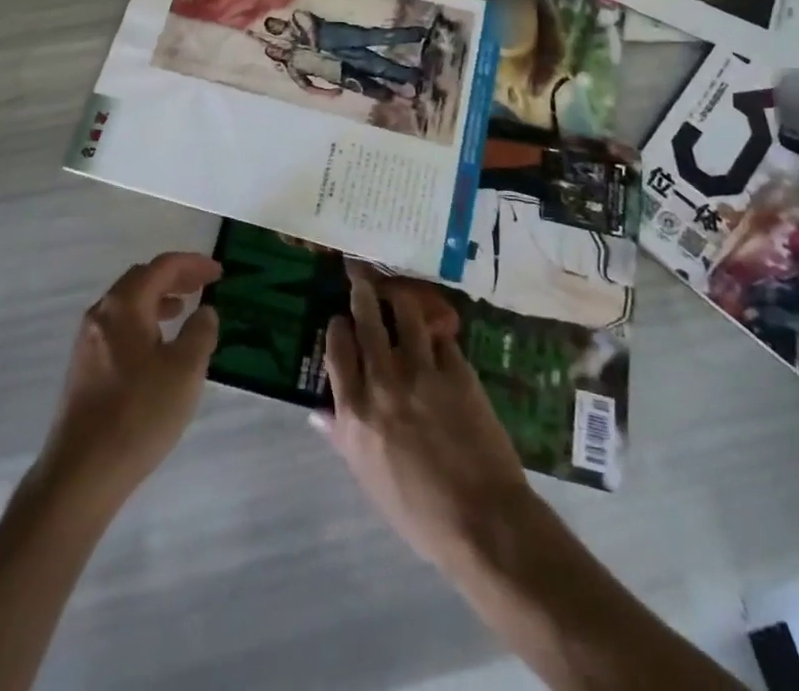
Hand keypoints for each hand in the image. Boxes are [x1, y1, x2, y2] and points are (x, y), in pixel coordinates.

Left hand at [37, 252, 221, 510]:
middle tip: (202, 285)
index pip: (162, 267)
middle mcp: (101, 314)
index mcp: (124, 306)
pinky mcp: (84, 368)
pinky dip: (143, 321)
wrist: (80, 474)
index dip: (193, 264)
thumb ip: (200, 333)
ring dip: (158, 299)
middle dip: (174, 277)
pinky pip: (119, 327)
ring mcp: (88, 341)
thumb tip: (205, 311)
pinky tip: (157, 347)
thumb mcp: (185, 371)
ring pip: (127, 304)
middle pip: (141, 279)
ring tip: (183, 310)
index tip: (218, 272)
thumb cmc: (138, 415)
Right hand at [314, 264, 533, 570]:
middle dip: (363, 293)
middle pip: (367, 320)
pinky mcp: (458, 371)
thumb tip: (317, 411)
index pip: (337, 349)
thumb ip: (342, 436)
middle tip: (362, 278)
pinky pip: (442, 338)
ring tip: (398, 291)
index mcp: (356, 410)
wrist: (481, 522)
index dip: (337, 327)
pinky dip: (437, 332)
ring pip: (406, 314)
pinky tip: (437, 329)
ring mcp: (422, 371)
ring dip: (399, 298)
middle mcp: (384, 381)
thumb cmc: (417, 512)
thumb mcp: (367, 477)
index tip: (339, 318)